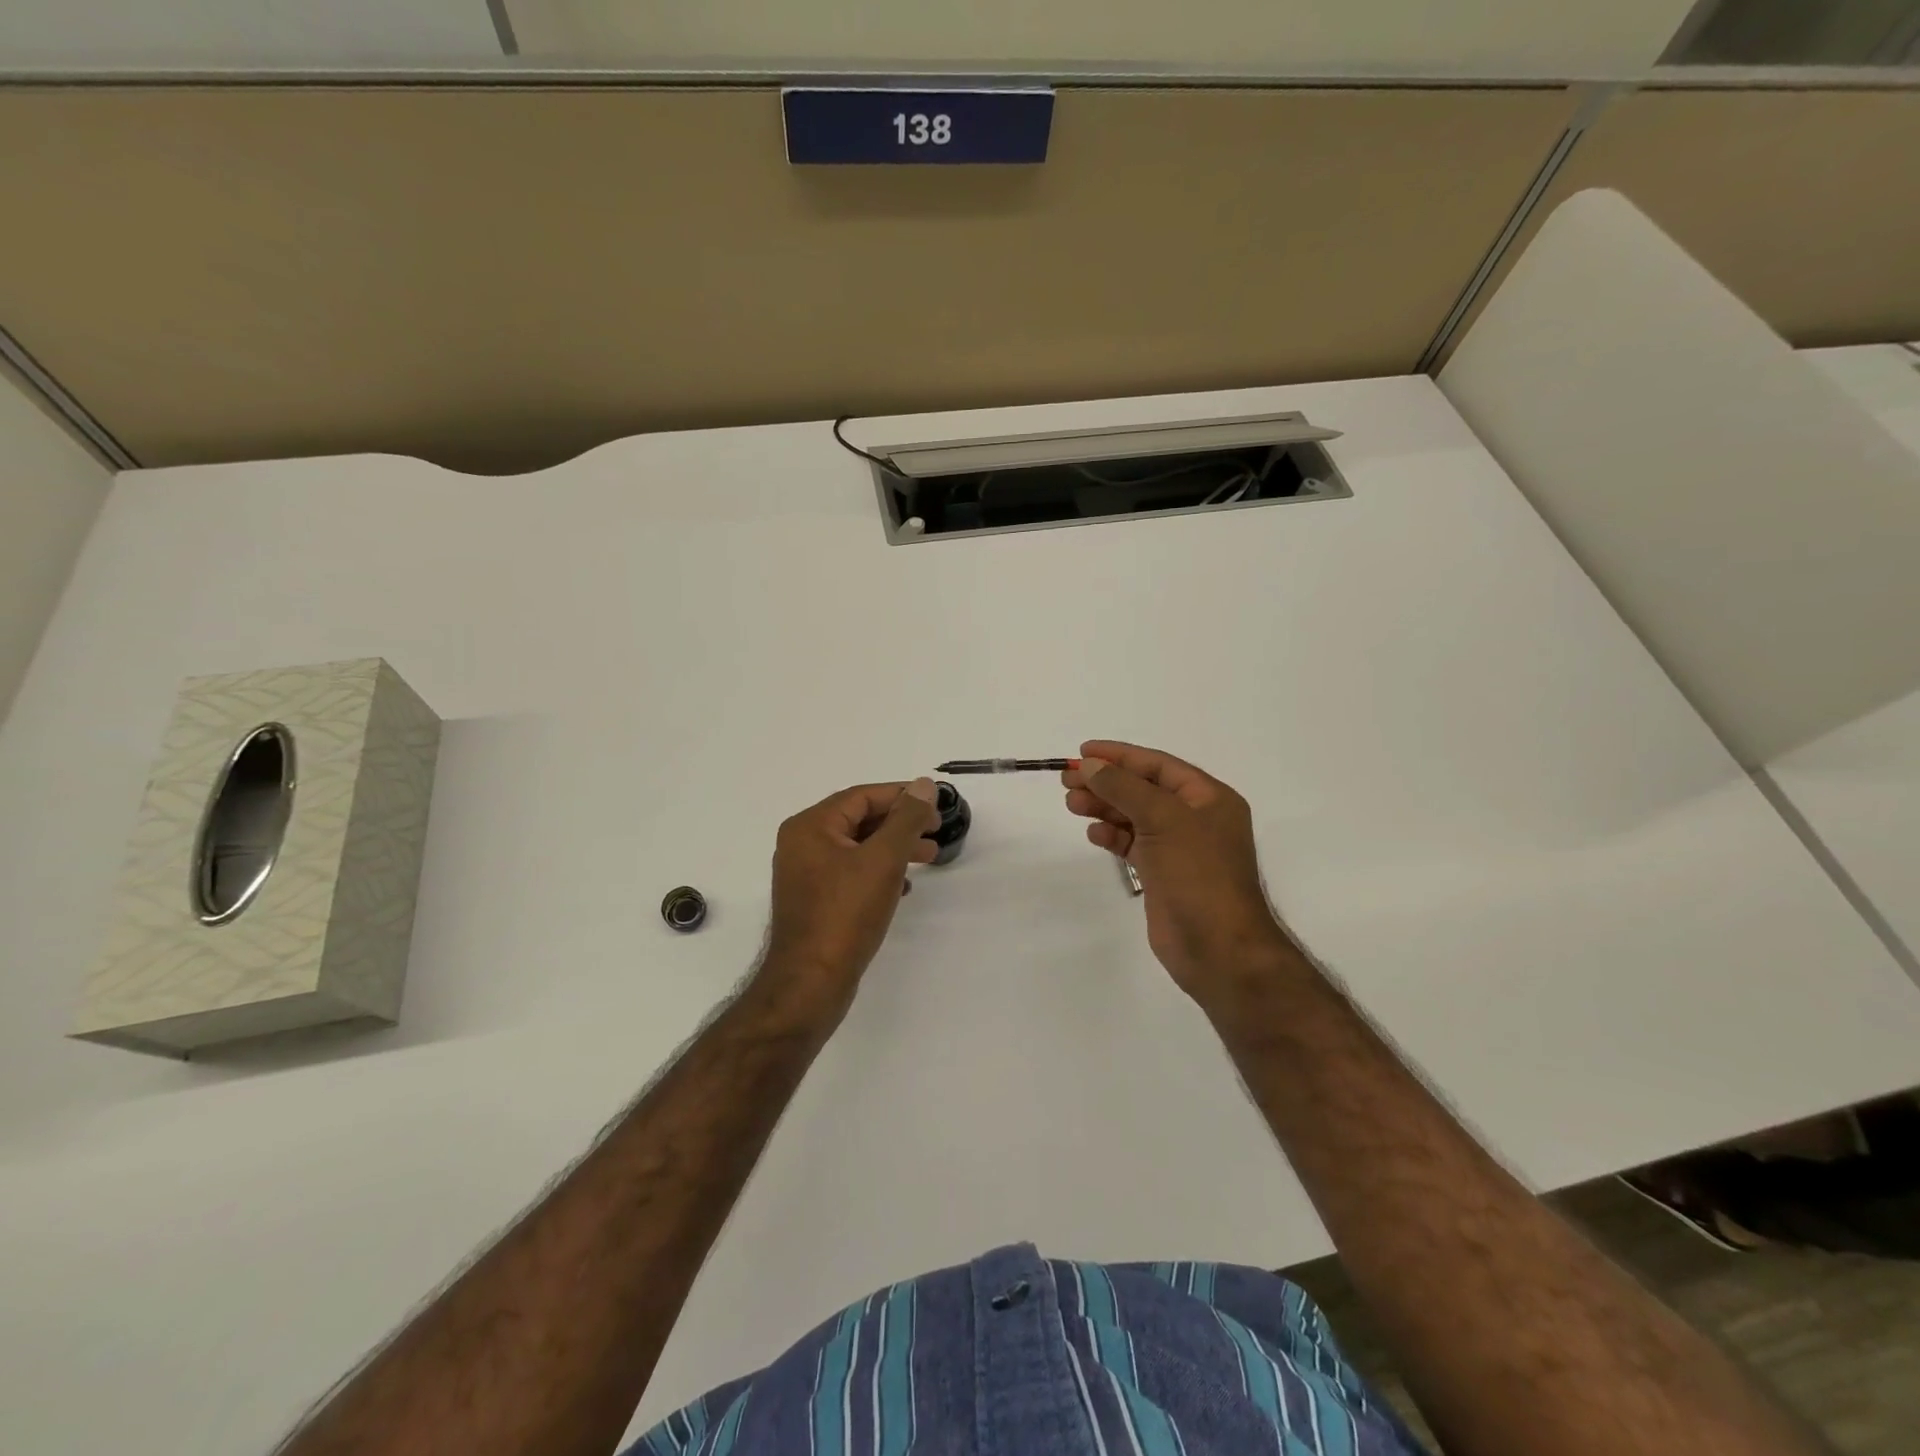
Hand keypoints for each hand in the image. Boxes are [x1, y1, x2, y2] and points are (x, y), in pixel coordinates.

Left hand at [759, 778, 940, 1024]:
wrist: (811, 983)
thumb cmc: (846, 914)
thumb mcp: (883, 860)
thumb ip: (906, 819)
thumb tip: (924, 784)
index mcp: (810, 826)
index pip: (862, 797)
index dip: (901, 797)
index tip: (935, 806)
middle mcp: (802, 844)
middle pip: (859, 820)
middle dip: (901, 824)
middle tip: (936, 832)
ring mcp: (806, 874)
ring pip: (858, 848)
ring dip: (894, 849)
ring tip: (930, 858)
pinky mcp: (815, 901)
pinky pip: (851, 873)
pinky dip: (879, 873)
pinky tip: (904, 888)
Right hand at [1063, 741, 1296, 1007]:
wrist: (1218, 948)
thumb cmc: (1198, 875)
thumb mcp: (1163, 820)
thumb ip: (1124, 788)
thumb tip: (1091, 765)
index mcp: (1209, 798)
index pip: (1158, 765)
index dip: (1120, 756)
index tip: (1082, 752)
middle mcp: (1196, 818)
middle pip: (1143, 789)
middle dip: (1106, 782)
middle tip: (1067, 781)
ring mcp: (1179, 847)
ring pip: (1135, 816)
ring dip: (1104, 807)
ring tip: (1071, 804)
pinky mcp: (1163, 874)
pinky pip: (1133, 844)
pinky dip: (1112, 836)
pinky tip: (1093, 834)